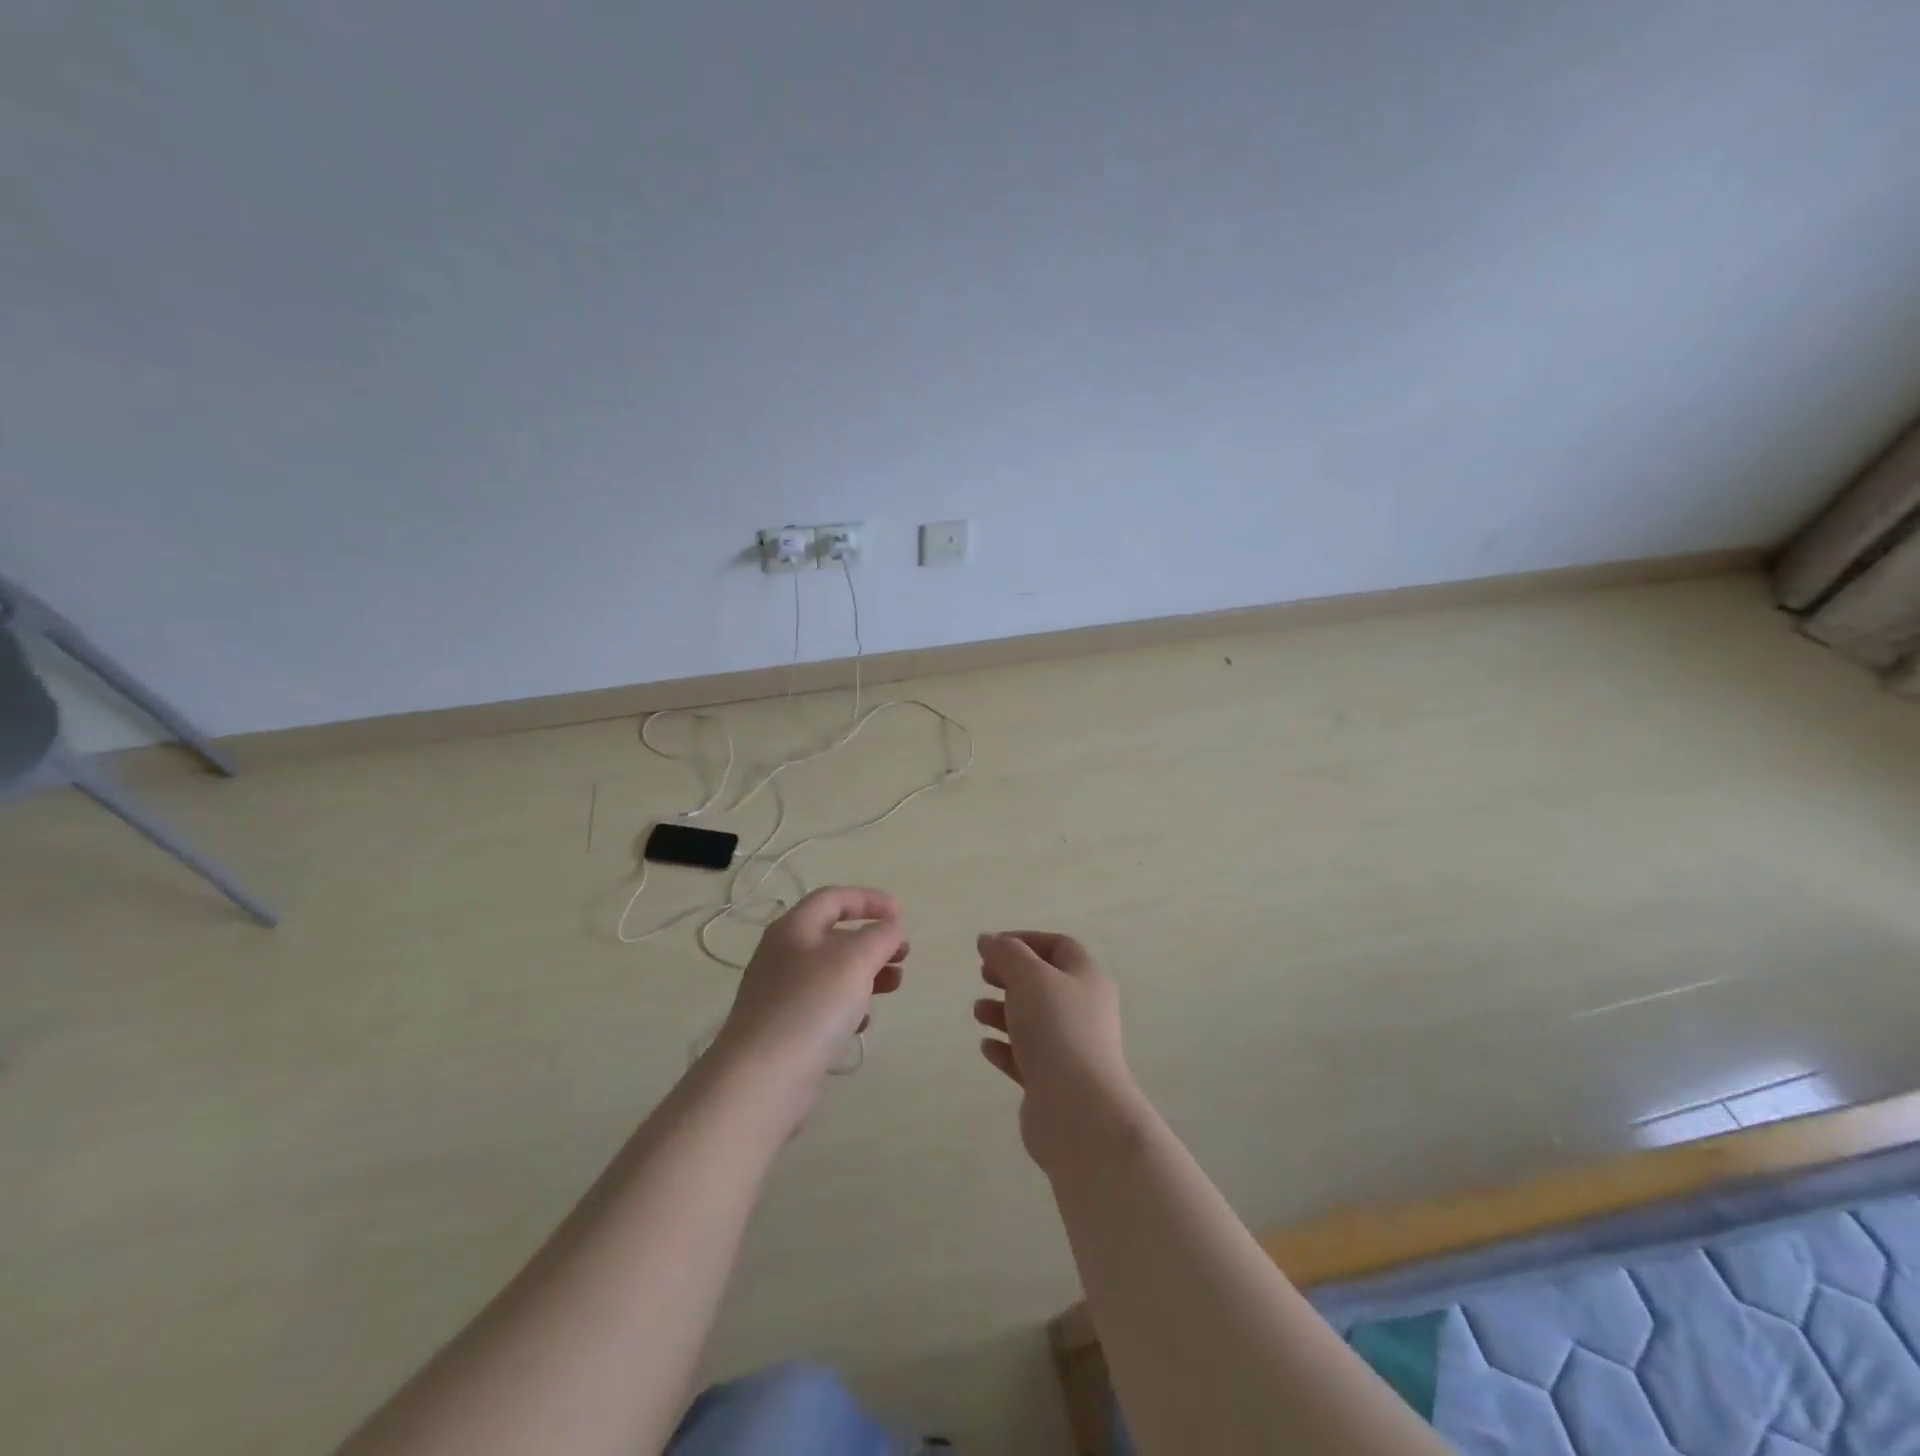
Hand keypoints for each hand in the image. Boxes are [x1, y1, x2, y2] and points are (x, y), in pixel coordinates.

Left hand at [711, 887, 906, 1120]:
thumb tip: (890, 927)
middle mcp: (783, 955)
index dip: (868, 900)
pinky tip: (861, 1023)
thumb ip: (879, 936)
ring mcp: (781, 994)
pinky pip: (823, 1005)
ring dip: (867, 973)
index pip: (833, 898)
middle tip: (903, 955)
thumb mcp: (855, 960)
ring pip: (832, 972)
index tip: (900, 914)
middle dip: (873, 941)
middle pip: (834, 936)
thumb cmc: (812, 1005)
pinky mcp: (785, 1028)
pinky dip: (848, 1005)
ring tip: (894, 985)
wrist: (763, 1078)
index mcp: (794, 929)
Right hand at [974, 931, 1144, 1171]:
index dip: (1025, 941)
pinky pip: (1027, 1057)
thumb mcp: (1029, 977)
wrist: (1078, 1109)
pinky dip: (1006, 1048)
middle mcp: (1084, 1010)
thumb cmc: (1057, 1028)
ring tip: (977, 1012)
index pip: (1059, 947)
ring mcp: (1071, 1048)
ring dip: (1003, 1012)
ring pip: (1034, 1021)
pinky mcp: (1055, 1082)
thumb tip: (988, 939)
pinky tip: (986, 1047)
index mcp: (1087, 978)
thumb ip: (1006, 953)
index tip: (991, 946)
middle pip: (1045, 983)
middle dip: (1011, 976)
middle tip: (983, 975)